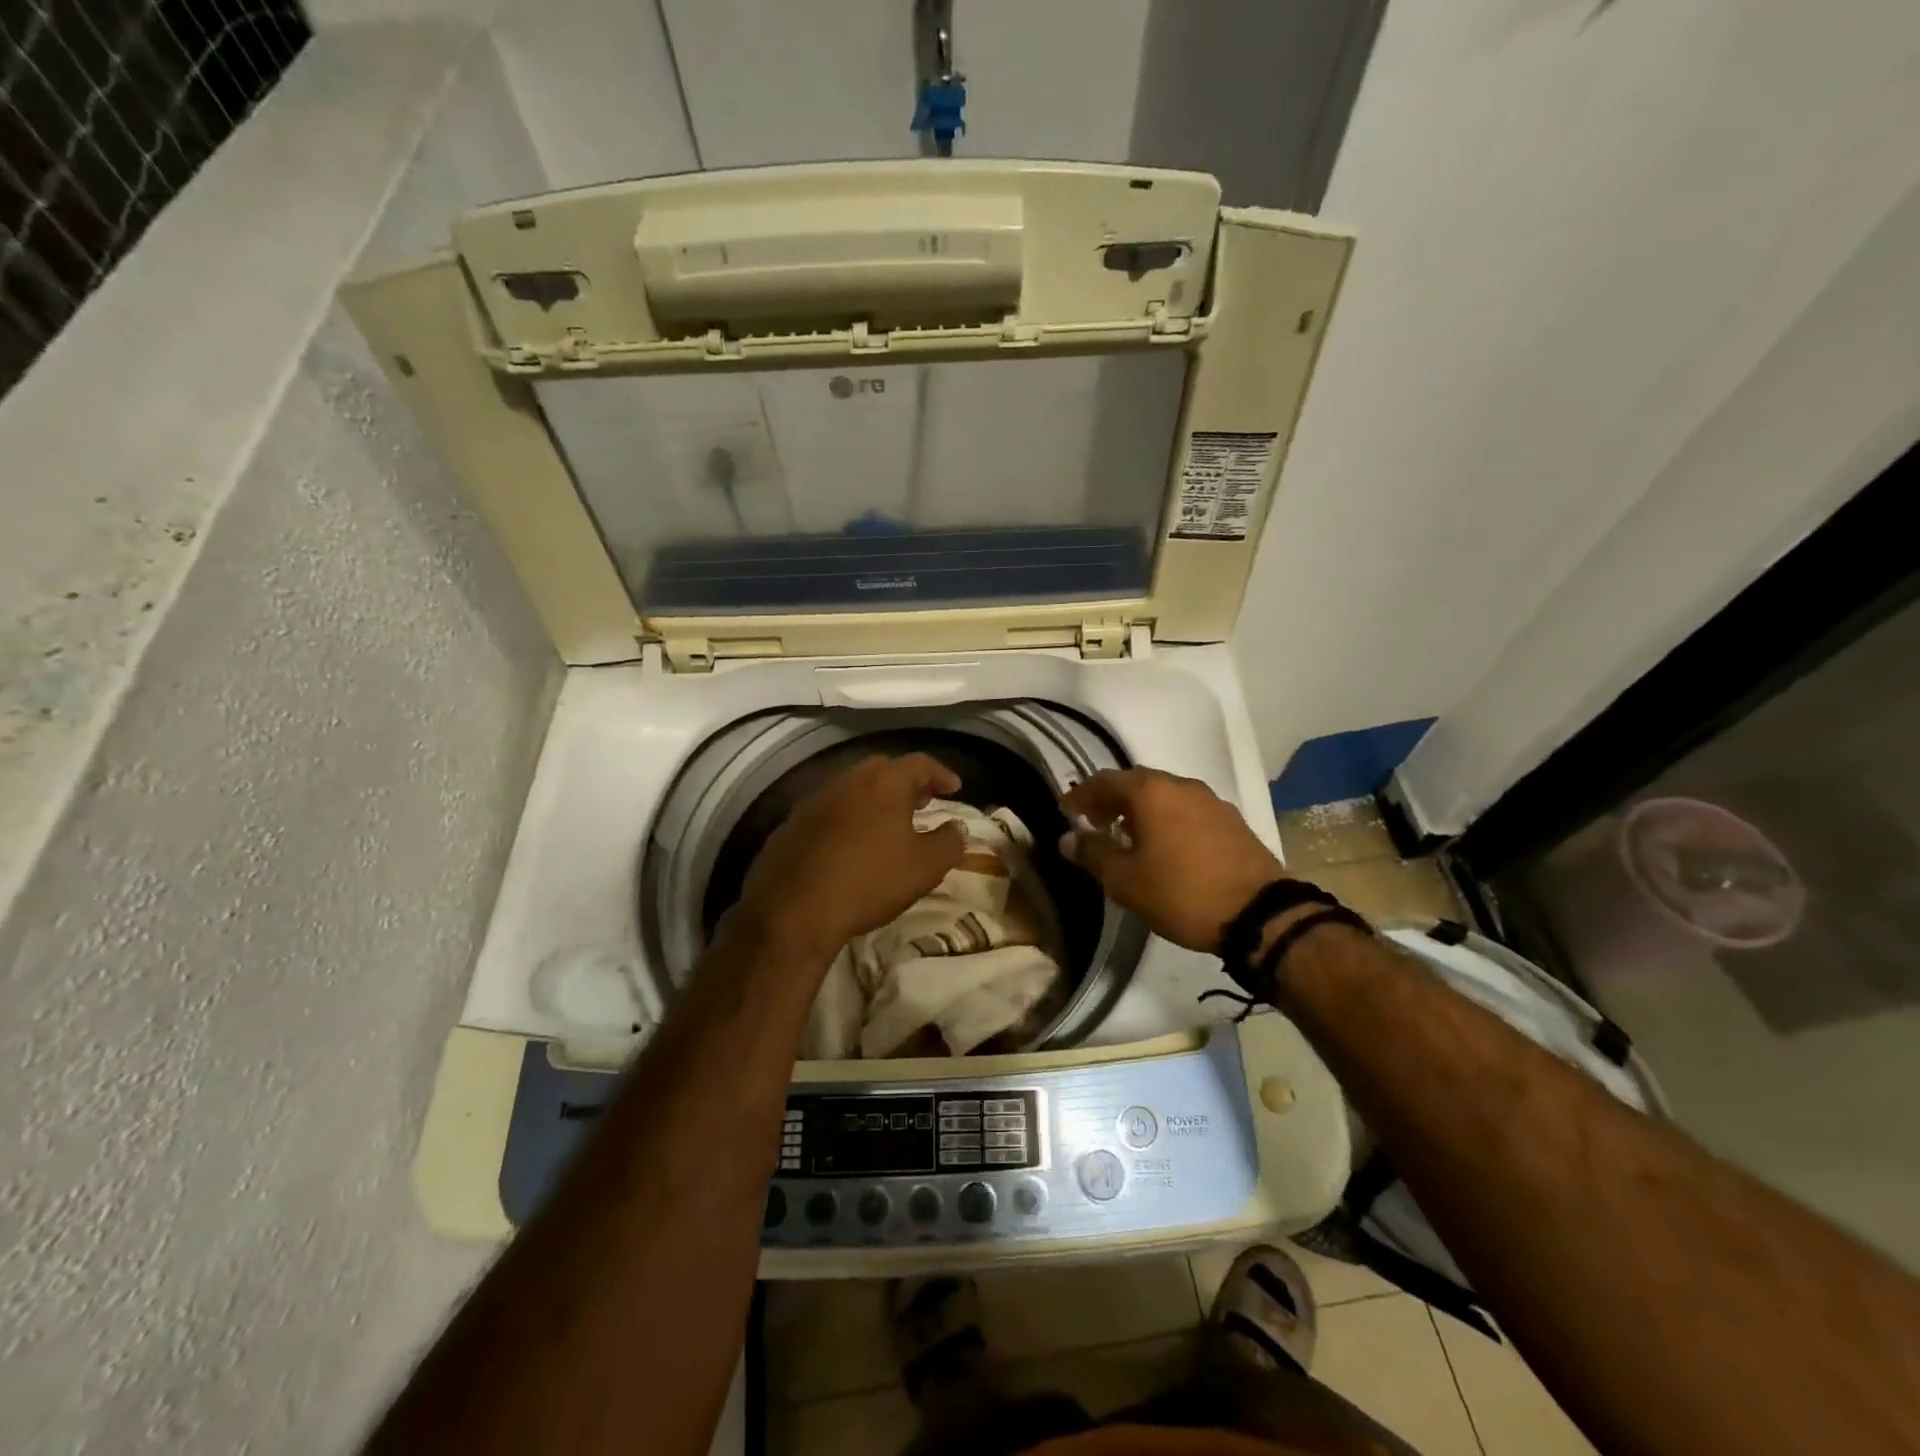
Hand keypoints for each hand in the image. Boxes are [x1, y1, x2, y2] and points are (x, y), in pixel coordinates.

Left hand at [732, 753, 967, 961]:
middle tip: (921, 802)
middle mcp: (847, 780)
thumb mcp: (925, 868)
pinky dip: (845, 819)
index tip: (954, 788)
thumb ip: (949, 842)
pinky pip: (827, 812)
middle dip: (905, 782)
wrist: (793, 911)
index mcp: (884, 782)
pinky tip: (848, 845)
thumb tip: (957, 828)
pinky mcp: (790, 824)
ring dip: (872, 800)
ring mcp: (814, 800)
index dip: (941, 774)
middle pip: (882, 769)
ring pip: (851, 788)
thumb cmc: (869, 881)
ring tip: (886, 824)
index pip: (920, 763)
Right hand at [1059, 768, 1287, 952]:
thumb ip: (1093, 853)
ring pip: (1164, 796)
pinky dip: (1166, 820)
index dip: (1080, 795)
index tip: (1066, 812)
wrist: (1260, 914)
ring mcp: (1211, 801)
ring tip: (1127, 837)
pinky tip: (1164, 847)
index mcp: (1151, 791)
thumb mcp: (1125, 880)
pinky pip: (1186, 811)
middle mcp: (1181, 785)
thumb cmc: (1181, 892)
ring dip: (1139, 811)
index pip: (1104, 781)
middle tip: (1093, 823)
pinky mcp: (1232, 821)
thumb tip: (1069, 838)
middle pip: (1135, 783)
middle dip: (1110, 801)